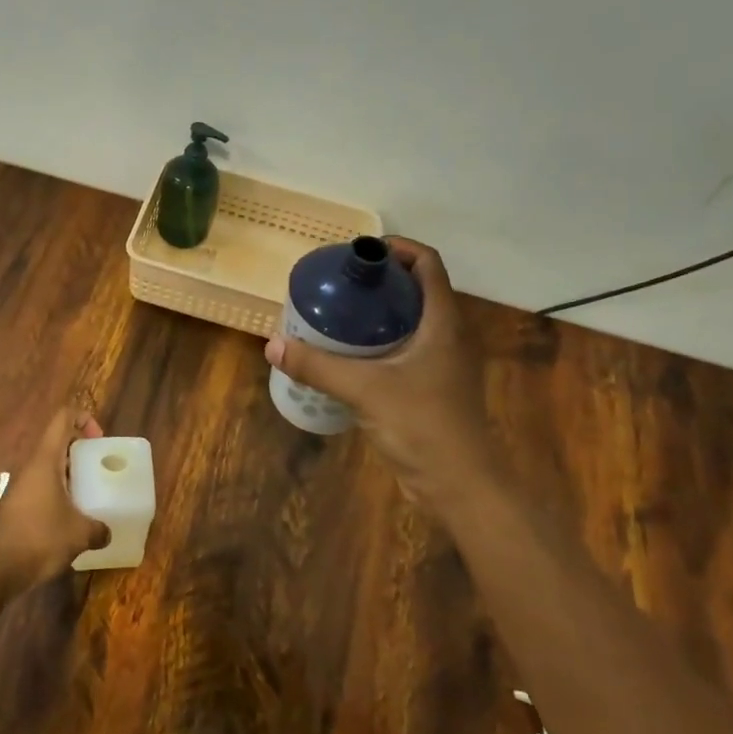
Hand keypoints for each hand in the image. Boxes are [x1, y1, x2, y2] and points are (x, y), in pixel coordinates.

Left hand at [0, 408, 109, 587]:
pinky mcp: (17, 507)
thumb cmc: (38, 538)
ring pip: (49, 468)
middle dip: (80, 450)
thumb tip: (106, 532)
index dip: (83, 418)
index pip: (63, 419)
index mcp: (45, 460)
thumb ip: (98, 529)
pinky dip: (59, 494)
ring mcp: (21, 488)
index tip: (99, 439)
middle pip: (57, 442)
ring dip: (70, 475)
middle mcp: (31, 468)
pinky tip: (72, 518)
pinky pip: (42, 489)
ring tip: (90, 494)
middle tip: (100, 467)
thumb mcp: (79, 534)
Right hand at [265, 237, 487, 506]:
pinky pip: (404, 351)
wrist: (459, 485)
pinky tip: (347, 357)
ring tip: (336, 315)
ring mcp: (442, 364)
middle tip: (338, 284)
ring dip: (377, 314)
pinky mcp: (432, 388)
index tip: (358, 253)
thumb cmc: (422, 425)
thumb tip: (273, 344)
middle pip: (416, 290)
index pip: (427, 264)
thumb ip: (318, 366)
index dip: (397, 248)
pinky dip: (378, 344)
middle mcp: (447, 336)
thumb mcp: (364, 390)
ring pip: (410, 322)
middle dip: (379, 282)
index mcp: (443, 322)